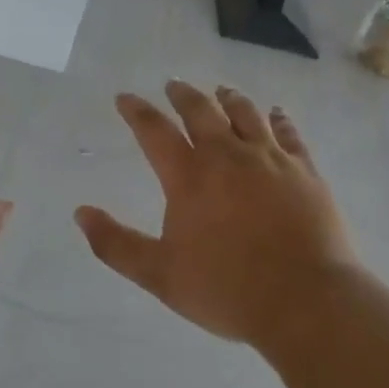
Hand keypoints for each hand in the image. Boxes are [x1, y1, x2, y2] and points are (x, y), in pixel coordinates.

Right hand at [75, 81, 355, 344]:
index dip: (136, 111)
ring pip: (245, 113)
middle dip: (182, 95)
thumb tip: (81, 213)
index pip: (154, 130)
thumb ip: (116, 244)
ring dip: (229, 98)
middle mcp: (227, 155)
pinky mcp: (304, 170)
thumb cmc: (228, 290)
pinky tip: (276, 113)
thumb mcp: (160, 275)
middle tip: (173, 85)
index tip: (125, 98)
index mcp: (189, 176)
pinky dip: (279, 118)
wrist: (307, 302)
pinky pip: (289, 133)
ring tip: (221, 91)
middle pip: (201, 111)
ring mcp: (270, 159)